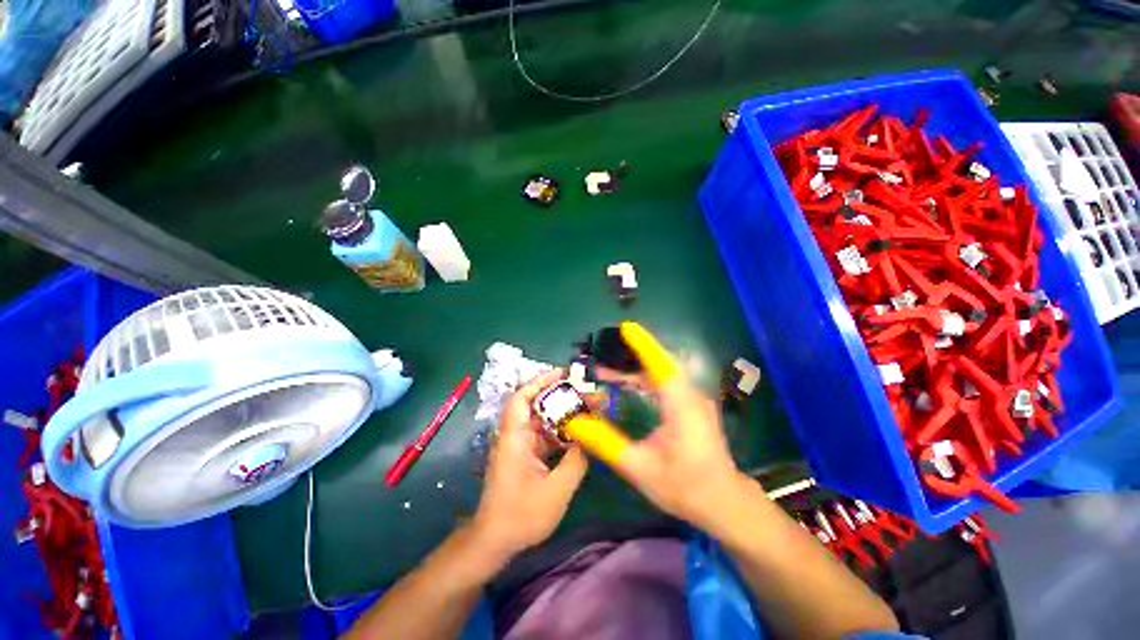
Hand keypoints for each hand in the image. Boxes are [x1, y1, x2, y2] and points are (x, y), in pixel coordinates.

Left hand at [469, 369, 588, 563]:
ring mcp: (519, 447)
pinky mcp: (524, 457)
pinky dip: (559, 432)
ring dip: (561, 415)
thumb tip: (589, 441)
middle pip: (535, 406)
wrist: (494, 540)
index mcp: (515, 437)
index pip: (522, 398)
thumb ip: (576, 462)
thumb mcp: (556, 490)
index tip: (562, 374)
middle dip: (559, 397)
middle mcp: (515, 436)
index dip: (540, 381)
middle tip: (583, 393)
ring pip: (541, 421)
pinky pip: (543, 437)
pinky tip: (577, 434)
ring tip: (585, 410)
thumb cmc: (521, 515)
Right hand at [595, 322, 752, 530]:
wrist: (724, 503)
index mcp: (681, 407)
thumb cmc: (685, 487)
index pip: (662, 366)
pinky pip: (666, 384)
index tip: (626, 327)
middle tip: (600, 361)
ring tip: (606, 374)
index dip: (644, 345)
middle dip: (630, 358)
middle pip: (660, 366)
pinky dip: (644, 381)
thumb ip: (606, 443)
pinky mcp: (691, 406)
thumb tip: (575, 422)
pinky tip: (628, 388)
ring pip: (662, 375)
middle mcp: (690, 397)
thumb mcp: (640, 468)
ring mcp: (694, 401)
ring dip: (634, 371)